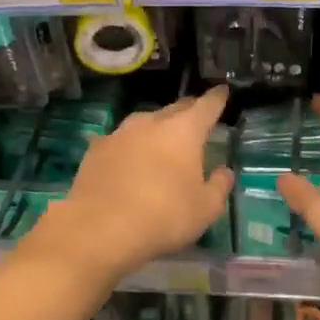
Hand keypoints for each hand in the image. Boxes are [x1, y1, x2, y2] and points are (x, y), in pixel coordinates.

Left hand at [28, 86, 234, 281]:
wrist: (100, 228)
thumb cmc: (164, 216)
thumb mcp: (205, 209)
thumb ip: (218, 186)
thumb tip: (224, 171)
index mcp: (184, 131)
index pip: (206, 106)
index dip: (217, 98)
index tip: (222, 91)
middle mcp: (151, 123)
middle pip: (175, 108)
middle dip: (188, 111)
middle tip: (196, 116)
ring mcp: (120, 133)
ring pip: (145, 122)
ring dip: (156, 127)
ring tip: (161, 140)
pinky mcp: (96, 149)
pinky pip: (120, 140)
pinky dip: (130, 146)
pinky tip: (128, 159)